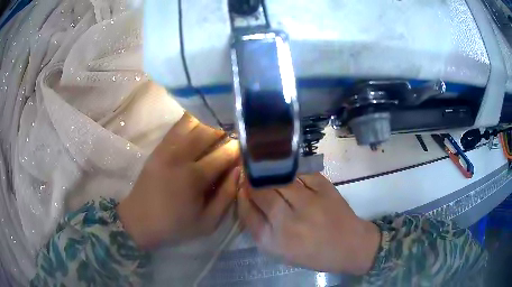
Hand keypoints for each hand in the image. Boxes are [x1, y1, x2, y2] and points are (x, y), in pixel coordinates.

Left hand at [117, 113, 239, 248]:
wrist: (139, 220)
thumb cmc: (175, 225)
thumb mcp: (208, 222)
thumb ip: (226, 196)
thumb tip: (240, 170)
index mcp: (194, 177)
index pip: (224, 153)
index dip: (239, 148)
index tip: (247, 149)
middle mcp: (180, 156)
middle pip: (209, 131)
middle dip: (226, 130)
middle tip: (235, 136)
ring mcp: (166, 148)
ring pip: (193, 123)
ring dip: (210, 123)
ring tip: (220, 129)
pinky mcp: (158, 147)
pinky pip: (178, 126)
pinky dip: (193, 121)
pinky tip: (201, 125)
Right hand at [238, 173, 380, 274]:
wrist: (349, 246)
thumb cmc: (312, 253)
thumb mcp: (280, 250)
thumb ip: (261, 227)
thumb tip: (248, 199)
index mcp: (273, 241)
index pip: (246, 212)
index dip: (242, 195)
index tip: (241, 187)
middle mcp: (287, 221)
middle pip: (260, 192)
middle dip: (252, 180)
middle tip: (251, 174)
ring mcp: (308, 203)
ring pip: (278, 179)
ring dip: (269, 172)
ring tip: (266, 168)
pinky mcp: (324, 189)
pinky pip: (300, 172)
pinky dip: (291, 170)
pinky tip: (289, 171)